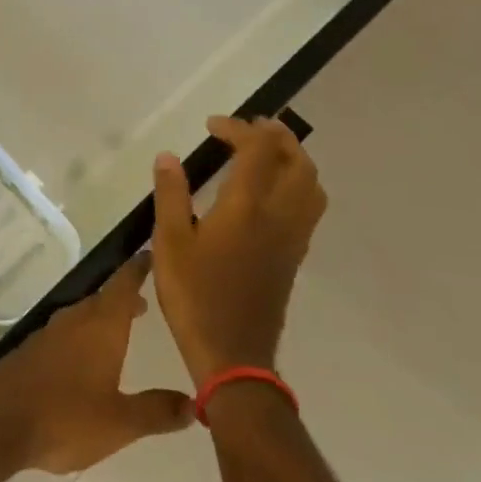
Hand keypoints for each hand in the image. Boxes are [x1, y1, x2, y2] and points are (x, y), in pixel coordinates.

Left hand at [0, 254, 191, 473]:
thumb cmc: (65, 416)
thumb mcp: (120, 422)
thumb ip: (157, 411)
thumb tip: (194, 403)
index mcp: (101, 326)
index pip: (124, 284)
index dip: (138, 268)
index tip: (151, 254)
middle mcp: (75, 319)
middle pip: (103, 298)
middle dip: (124, 298)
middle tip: (144, 303)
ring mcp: (49, 333)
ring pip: (82, 315)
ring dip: (102, 318)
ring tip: (120, 329)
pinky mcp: (31, 350)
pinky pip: (65, 333)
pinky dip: (82, 335)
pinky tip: (84, 358)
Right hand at [149, 115, 326, 383]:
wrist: (234, 355)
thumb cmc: (195, 296)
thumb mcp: (169, 243)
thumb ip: (171, 195)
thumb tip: (168, 157)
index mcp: (247, 206)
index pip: (257, 149)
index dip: (238, 128)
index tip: (212, 126)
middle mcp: (280, 215)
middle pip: (297, 160)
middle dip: (277, 135)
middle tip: (248, 128)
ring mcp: (293, 237)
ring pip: (311, 184)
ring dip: (293, 158)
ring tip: (266, 152)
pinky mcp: (295, 256)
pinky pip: (310, 206)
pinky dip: (297, 183)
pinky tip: (271, 193)